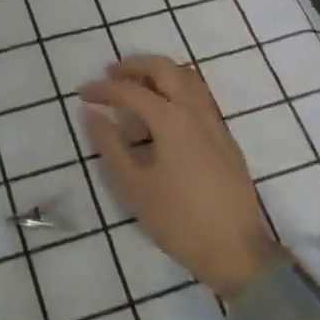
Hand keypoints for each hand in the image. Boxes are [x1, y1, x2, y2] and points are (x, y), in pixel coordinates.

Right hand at [80, 56, 281, 298]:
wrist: (237, 253)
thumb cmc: (179, 221)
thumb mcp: (134, 187)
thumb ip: (110, 146)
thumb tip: (92, 114)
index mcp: (171, 120)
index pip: (130, 91)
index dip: (103, 89)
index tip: (82, 93)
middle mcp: (195, 111)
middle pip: (165, 69)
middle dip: (135, 66)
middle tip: (111, 75)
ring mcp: (215, 122)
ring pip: (187, 78)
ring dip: (159, 73)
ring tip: (136, 86)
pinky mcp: (225, 138)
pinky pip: (198, 96)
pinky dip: (176, 88)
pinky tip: (163, 112)